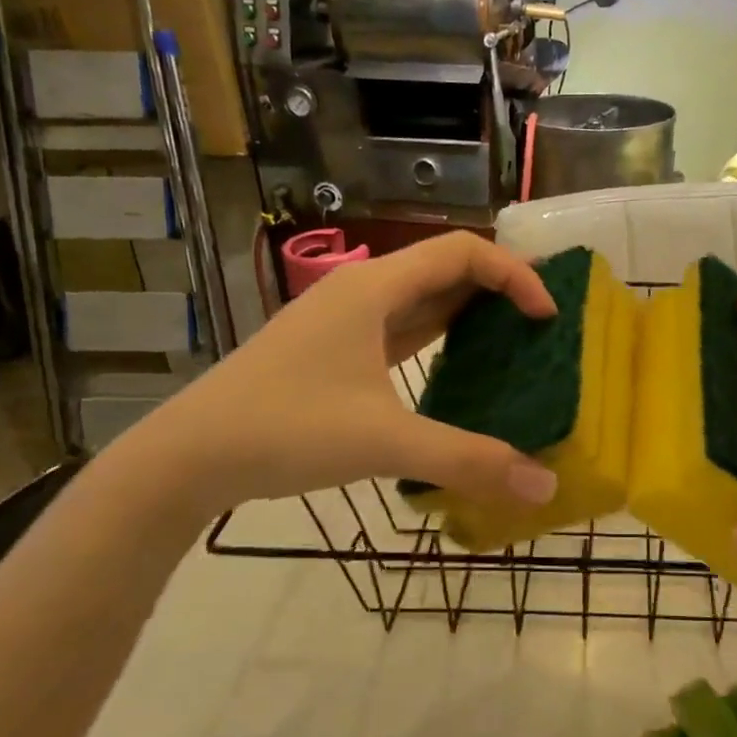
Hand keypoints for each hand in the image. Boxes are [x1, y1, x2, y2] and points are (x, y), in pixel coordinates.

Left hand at [124, 233, 561, 515]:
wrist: (188, 456)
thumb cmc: (285, 430)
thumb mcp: (384, 443)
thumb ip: (468, 460)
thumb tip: (545, 485)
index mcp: (374, 289)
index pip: (463, 251)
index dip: (515, 275)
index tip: (547, 317)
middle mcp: (361, 292)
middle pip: (444, 268)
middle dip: (499, 288)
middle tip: (544, 323)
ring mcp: (343, 321)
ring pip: (421, 298)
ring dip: (469, 311)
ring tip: (513, 341)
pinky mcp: (333, 351)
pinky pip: (401, 328)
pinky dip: (438, 336)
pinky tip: (457, 366)